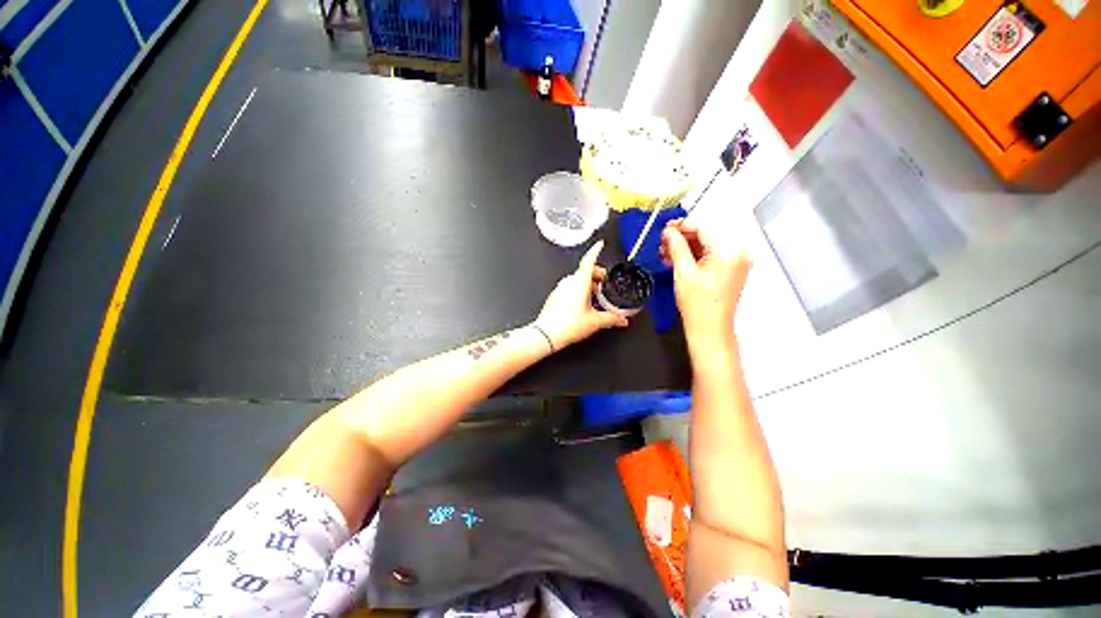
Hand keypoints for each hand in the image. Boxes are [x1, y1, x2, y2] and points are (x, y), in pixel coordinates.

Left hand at [534, 240, 628, 350]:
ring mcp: (560, 288)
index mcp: (580, 282)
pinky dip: (577, 291)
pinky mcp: (555, 296)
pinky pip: (569, 288)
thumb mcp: (595, 321)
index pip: (589, 260)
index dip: (595, 251)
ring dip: (587, 284)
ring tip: (595, 298)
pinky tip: (582, 305)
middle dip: (596, 275)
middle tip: (604, 284)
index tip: (600, 244)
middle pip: (584, 271)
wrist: (548, 334)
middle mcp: (569, 282)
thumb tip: (622, 320)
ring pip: (576, 280)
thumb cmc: (569, 324)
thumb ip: (611, 318)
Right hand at [660, 220, 751, 349]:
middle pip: (706, 236)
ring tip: (666, 253)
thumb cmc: (699, 305)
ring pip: (707, 246)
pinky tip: (677, 260)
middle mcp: (738, 253)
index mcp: (729, 251)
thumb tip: (670, 233)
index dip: (682, 226)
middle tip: (663, 242)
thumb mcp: (683, 272)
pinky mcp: (730, 270)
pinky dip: (694, 256)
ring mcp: (735, 262)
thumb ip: (676, 247)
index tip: (666, 228)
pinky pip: (711, 256)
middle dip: (682, 238)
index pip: (704, 227)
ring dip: (686, 248)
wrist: (709, 329)